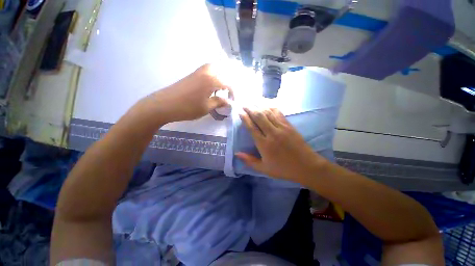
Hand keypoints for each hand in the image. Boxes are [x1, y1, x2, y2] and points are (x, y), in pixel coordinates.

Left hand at [149, 64, 230, 122]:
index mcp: (211, 80)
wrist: (164, 104)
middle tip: (230, 90)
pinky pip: (207, 71)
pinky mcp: (192, 75)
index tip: (233, 101)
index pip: (228, 83)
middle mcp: (206, 72)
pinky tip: (212, 86)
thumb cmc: (188, 107)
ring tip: (223, 87)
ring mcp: (198, 72)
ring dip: (221, 75)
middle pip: (222, 68)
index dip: (233, 92)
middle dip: (229, 78)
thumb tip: (229, 102)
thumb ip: (219, 102)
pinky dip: (213, 75)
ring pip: (214, 68)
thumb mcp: (206, 107)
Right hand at [236, 107, 325, 181]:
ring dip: (259, 106)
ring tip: (252, 101)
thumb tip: (237, 154)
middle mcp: (272, 133)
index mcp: (264, 144)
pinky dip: (271, 107)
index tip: (240, 111)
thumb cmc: (283, 169)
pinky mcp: (289, 125)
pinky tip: (267, 104)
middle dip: (250, 109)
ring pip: (268, 113)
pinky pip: (279, 113)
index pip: (252, 127)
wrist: (306, 166)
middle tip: (244, 103)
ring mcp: (282, 128)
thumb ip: (249, 161)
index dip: (245, 118)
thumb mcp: (264, 169)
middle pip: (259, 117)